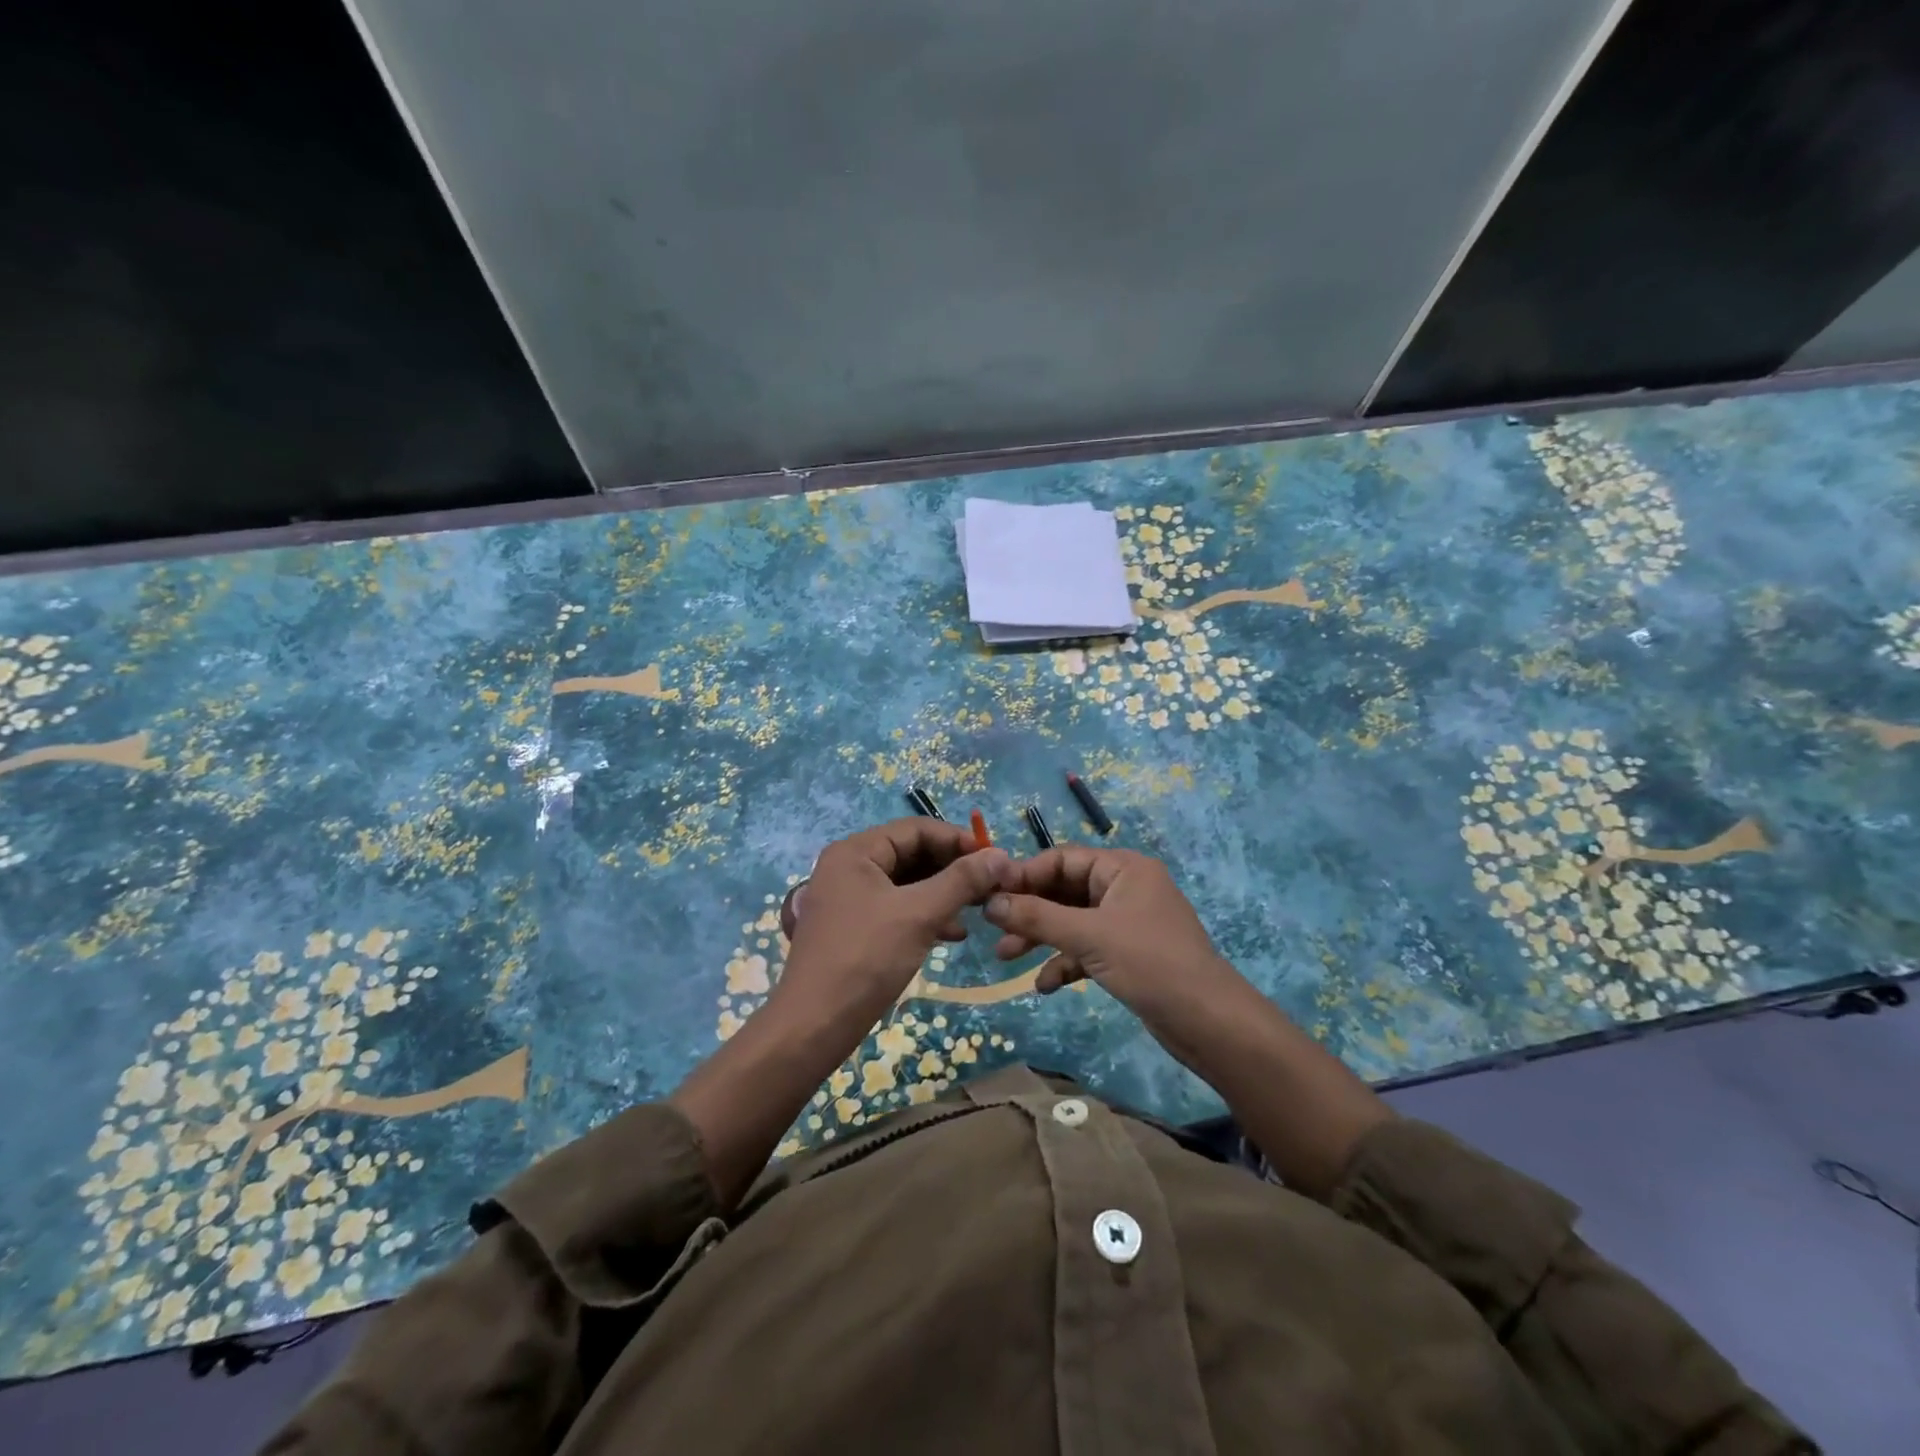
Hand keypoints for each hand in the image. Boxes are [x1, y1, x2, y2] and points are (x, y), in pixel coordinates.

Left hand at [778, 818, 1013, 1022]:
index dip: (958, 840)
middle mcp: (849, 867)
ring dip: (943, 893)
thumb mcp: (919, 914)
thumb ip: (961, 881)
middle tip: (990, 885)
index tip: (994, 858)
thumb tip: (999, 855)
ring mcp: (849, 898)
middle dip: (952, 869)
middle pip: (911, 854)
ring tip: (979, 909)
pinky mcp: (854, 927)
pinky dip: (925, 915)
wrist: (814, 1025)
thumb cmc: (866, 958)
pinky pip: (897, 907)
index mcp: (855, 852)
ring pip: (907, 883)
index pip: (916, 829)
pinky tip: (953, 934)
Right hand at [982, 846, 1242, 1017]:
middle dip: (1029, 911)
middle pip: (1064, 890)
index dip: (1024, 874)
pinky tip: (1045, 985)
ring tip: (1006, 957)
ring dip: (1041, 937)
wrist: (1209, 1022)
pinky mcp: (1128, 954)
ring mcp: (1127, 922)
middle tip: (993, 930)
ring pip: (1072, 921)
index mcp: (1123, 868)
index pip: (1062, 859)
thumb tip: (989, 902)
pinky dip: (1065, 961)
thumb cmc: (1150, 963)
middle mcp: (1124, 888)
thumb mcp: (1088, 936)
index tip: (988, 893)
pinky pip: (1086, 948)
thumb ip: (1037, 917)